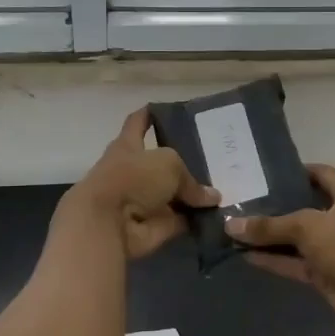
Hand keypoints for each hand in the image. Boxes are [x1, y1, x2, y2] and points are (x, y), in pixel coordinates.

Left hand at [63, 108, 218, 258]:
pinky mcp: (153, 226)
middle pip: (161, 163)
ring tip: (226, 187)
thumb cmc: (132, 179)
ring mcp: (143, 201)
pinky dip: (196, 220)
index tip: (164, 109)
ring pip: (174, 194)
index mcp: (128, 146)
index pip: (138, 123)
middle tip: (215, 158)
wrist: (108, 225)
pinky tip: (221, 214)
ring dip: (194, 195)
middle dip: (185, 162)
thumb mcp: (169, 164)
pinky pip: (180, 220)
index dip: (149, 115)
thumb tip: (212, 198)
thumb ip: (191, 179)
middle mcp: (134, 172)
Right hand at [226, 166, 334, 325]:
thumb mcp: (308, 227)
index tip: (270, 171)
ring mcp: (333, 248)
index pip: (322, 175)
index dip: (298, 172)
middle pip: (305, 208)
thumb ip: (270, 226)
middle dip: (277, 207)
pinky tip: (246, 256)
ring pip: (296, 239)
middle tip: (245, 201)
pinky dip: (274, 260)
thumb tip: (230, 225)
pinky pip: (294, 263)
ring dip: (271, 238)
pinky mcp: (325, 273)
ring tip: (238, 230)